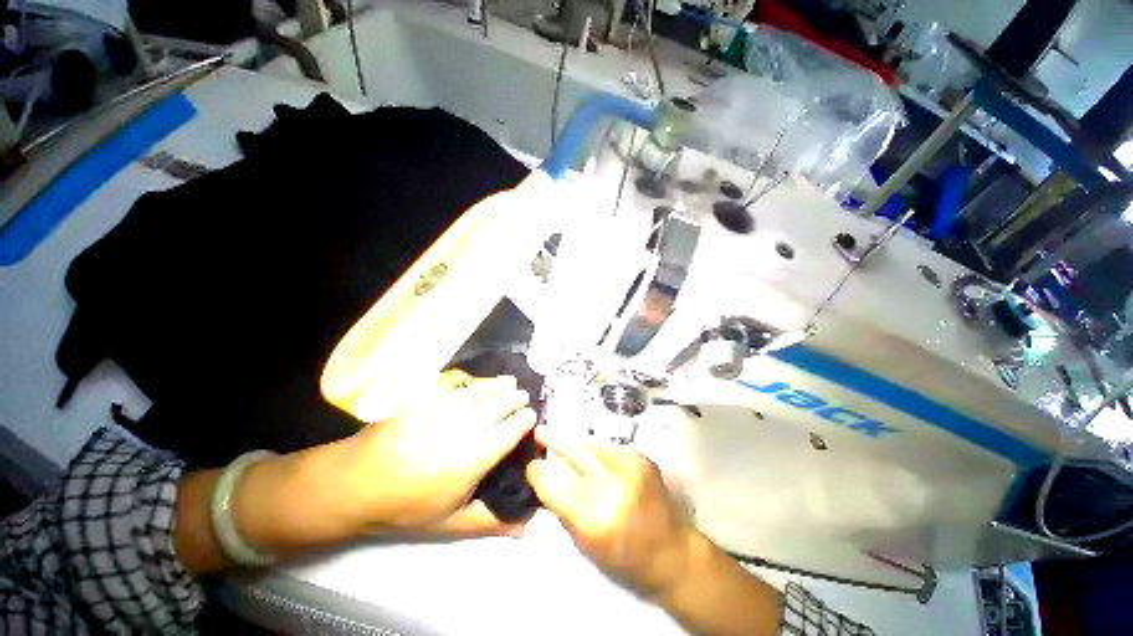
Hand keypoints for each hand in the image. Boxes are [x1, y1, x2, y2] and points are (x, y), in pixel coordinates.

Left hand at [344, 369, 535, 534]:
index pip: (511, 431)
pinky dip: (472, 378)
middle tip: (524, 395)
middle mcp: (467, 426)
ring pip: (482, 391)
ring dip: (499, 385)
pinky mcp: (427, 397)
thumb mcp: (450, 522)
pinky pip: (456, 382)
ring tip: (510, 381)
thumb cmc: (407, 505)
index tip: (532, 415)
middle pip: (500, 405)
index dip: (525, 420)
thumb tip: (527, 529)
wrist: (357, 482)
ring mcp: (446, 408)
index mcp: (476, 456)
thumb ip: (491, 521)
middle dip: (516, 398)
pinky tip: (476, 379)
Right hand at [526, 426, 697, 597]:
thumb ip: (561, 507)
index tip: (530, 467)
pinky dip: (592, 450)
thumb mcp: (584, 544)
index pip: (553, 480)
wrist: (672, 553)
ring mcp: (630, 465)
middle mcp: (612, 483)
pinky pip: (606, 447)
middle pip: (571, 452)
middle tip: (538, 433)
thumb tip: (542, 477)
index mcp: (594, 515)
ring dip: (572, 444)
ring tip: (558, 438)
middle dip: (552, 441)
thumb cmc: (624, 560)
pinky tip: (587, 454)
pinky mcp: (641, 456)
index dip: (537, 470)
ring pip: (588, 443)